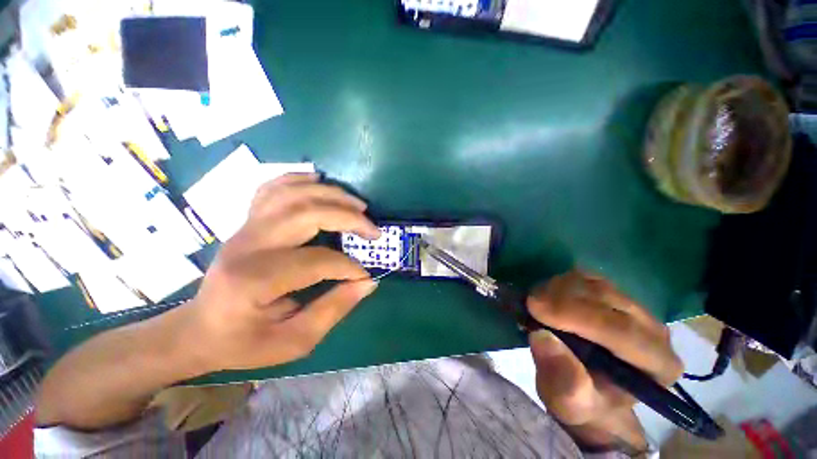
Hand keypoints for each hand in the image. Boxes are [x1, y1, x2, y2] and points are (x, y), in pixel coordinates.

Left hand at [179, 173, 381, 372]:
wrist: (200, 328)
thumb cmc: (245, 341)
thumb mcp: (292, 341)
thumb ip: (333, 310)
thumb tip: (368, 282)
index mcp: (255, 280)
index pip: (316, 261)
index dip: (348, 267)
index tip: (366, 276)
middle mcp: (248, 244)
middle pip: (307, 214)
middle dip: (348, 218)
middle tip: (373, 230)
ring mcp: (245, 227)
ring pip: (293, 193)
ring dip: (332, 195)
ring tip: (358, 205)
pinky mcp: (247, 221)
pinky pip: (273, 188)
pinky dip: (300, 179)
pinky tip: (320, 181)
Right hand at [527, 271, 682, 452]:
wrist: (586, 387)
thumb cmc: (581, 400)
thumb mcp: (568, 403)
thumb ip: (563, 380)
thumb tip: (542, 336)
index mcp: (657, 365)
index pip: (622, 330)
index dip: (575, 314)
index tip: (534, 307)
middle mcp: (653, 330)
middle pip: (606, 298)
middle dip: (560, 298)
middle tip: (529, 305)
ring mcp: (633, 306)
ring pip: (593, 282)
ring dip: (557, 289)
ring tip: (537, 306)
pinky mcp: (612, 292)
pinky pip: (583, 276)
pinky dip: (559, 283)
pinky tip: (547, 298)